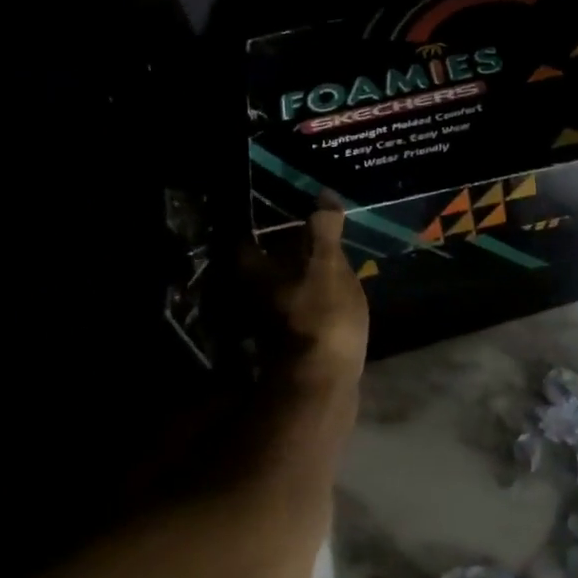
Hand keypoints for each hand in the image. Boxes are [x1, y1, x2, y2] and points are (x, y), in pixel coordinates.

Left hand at [243, 195, 369, 390]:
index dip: (263, 228)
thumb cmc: (321, 315)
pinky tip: (329, 298)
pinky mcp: (289, 346)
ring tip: (323, 265)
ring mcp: (269, 326)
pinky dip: (308, 303)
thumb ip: (323, 230)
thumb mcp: (327, 264)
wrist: (323, 383)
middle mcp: (253, 298)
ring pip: (279, 292)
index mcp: (256, 273)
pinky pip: (296, 313)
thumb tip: (323, 194)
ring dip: (295, 280)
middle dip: (280, 255)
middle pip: (262, 268)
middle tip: (307, 238)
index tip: (282, 216)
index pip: (248, 241)